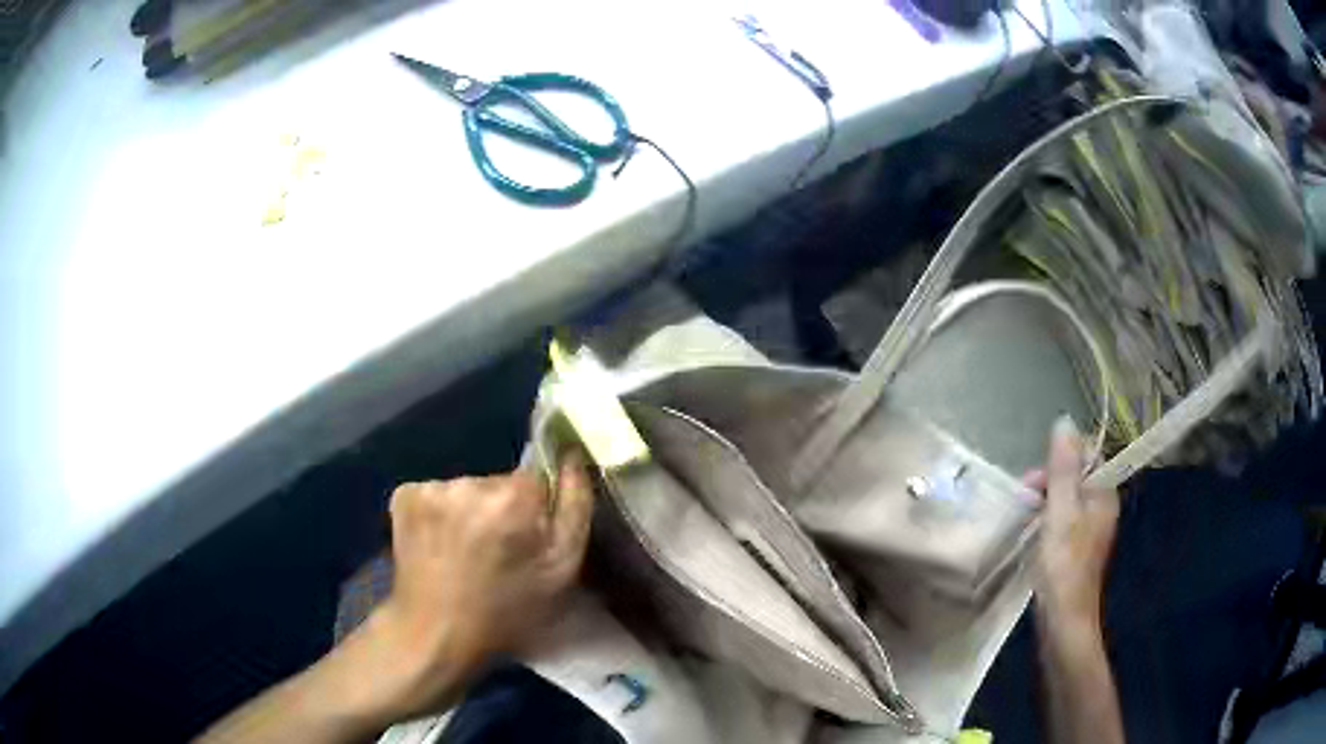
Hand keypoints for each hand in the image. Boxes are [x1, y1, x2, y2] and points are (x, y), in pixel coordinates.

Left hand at [352, 456, 594, 720]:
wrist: (435, 635)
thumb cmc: (507, 612)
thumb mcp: (561, 570)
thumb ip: (575, 507)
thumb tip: (572, 454)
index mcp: (513, 497)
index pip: (538, 478)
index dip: (536, 510)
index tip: (528, 542)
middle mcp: (469, 482)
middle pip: (499, 483)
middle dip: (503, 510)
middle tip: (498, 553)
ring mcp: (431, 487)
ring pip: (466, 490)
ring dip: (470, 513)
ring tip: (466, 554)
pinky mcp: (403, 495)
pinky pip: (436, 494)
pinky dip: (440, 514)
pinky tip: (439, 546)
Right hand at [1025, 416, 1120, 628]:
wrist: (1063, 620)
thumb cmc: (1063, 564)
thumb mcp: (1060, 511)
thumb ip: (1062, 468)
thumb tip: (1065, 421)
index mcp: (1104, 494)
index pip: (1088, 455)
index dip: (1061, 458)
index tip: (1036, 479)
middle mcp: (1101, 507)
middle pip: (1075, 476)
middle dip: (1048, 482)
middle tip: (1023, 500)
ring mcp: (1089, 529)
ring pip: (1066, 499)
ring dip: (1043, 503)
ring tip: (1022, 519)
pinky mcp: (1076, 548)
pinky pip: (1061, 520)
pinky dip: (1045, 522)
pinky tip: (1030, 536)